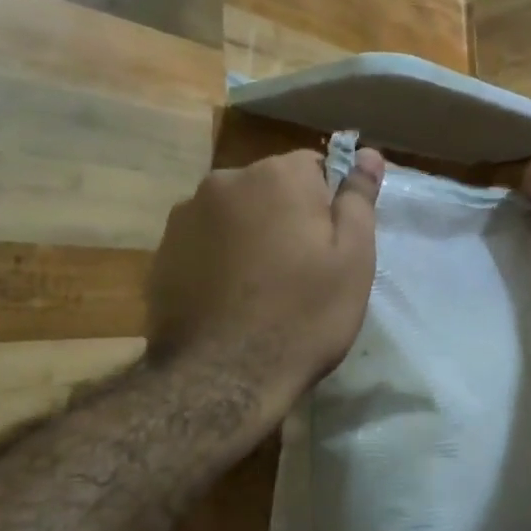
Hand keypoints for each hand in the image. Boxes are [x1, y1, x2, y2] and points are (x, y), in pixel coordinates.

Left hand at [146, 147, 384, 413]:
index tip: (330, 247)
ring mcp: (186, 215)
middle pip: (271, 188)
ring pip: (236, 214)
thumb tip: (369, 152)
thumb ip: (359, 198)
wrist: (222, 378)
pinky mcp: (161, 251)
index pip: (315, 167)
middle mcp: (225, 180)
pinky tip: (229, 299)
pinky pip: (205, 242)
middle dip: (287, 217)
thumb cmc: (303, 316)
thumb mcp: (352, 258)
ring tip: (261, 289)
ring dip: (250, 236)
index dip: (328, 205)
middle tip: (301, 272)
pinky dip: (219, 258)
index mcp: (277, 175)